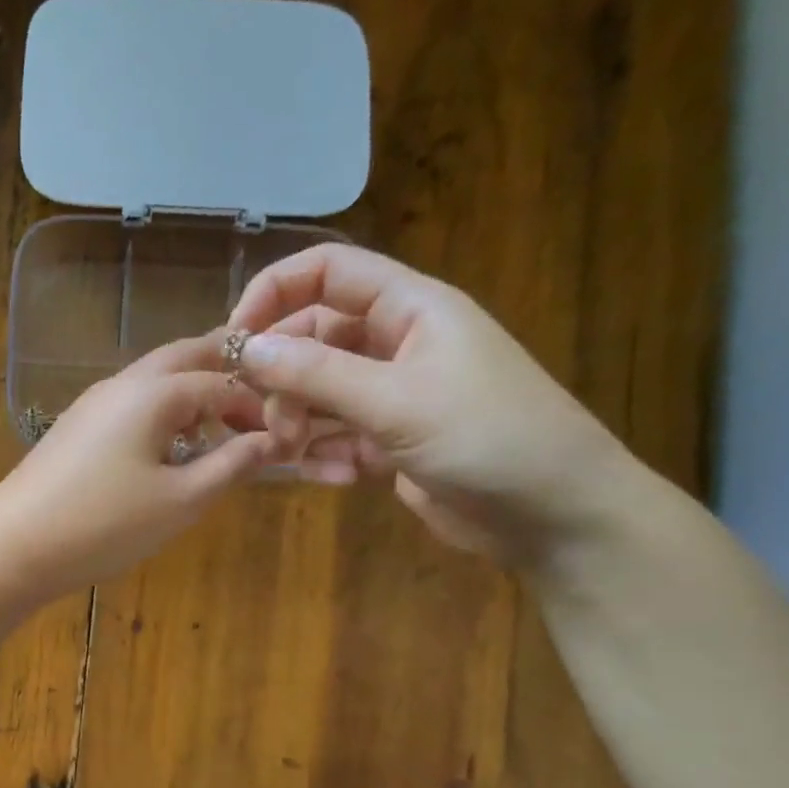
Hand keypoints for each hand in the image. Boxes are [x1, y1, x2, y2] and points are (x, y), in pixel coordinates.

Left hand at [0, 332, 280, 599]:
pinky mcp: (76, 427)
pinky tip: (168, 451)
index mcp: (154, 391)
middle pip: (185, 358)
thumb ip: (230, 465)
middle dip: (225, 377)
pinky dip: (162, 413)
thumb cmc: (104, 524)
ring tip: (218, 433)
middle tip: (255, 411)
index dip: (256, 406)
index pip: (221, 381)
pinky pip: (131, 404)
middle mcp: (123, 382)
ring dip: (191, 394)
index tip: (280, 438)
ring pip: (155, 379)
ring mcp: (93, 403)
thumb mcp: (180, 501)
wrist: (14, 545)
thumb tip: (270, 441)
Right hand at [230, 243, 640, 569]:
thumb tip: (246, 348)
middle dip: (282, 379)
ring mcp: (392, 395)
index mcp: (409, 308)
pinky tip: (335, 479)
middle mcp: (396, 343)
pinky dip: (324, 456)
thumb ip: (316, 373)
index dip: (273, 293)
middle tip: (267, 422)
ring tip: (294, 455)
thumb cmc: (487, 437)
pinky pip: (336, 437)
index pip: (326, 272)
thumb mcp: (396, 400)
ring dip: (297, 423)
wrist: (553, 515)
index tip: (234, 340)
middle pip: (312, 339)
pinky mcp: (390, 442)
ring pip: (318, 394)